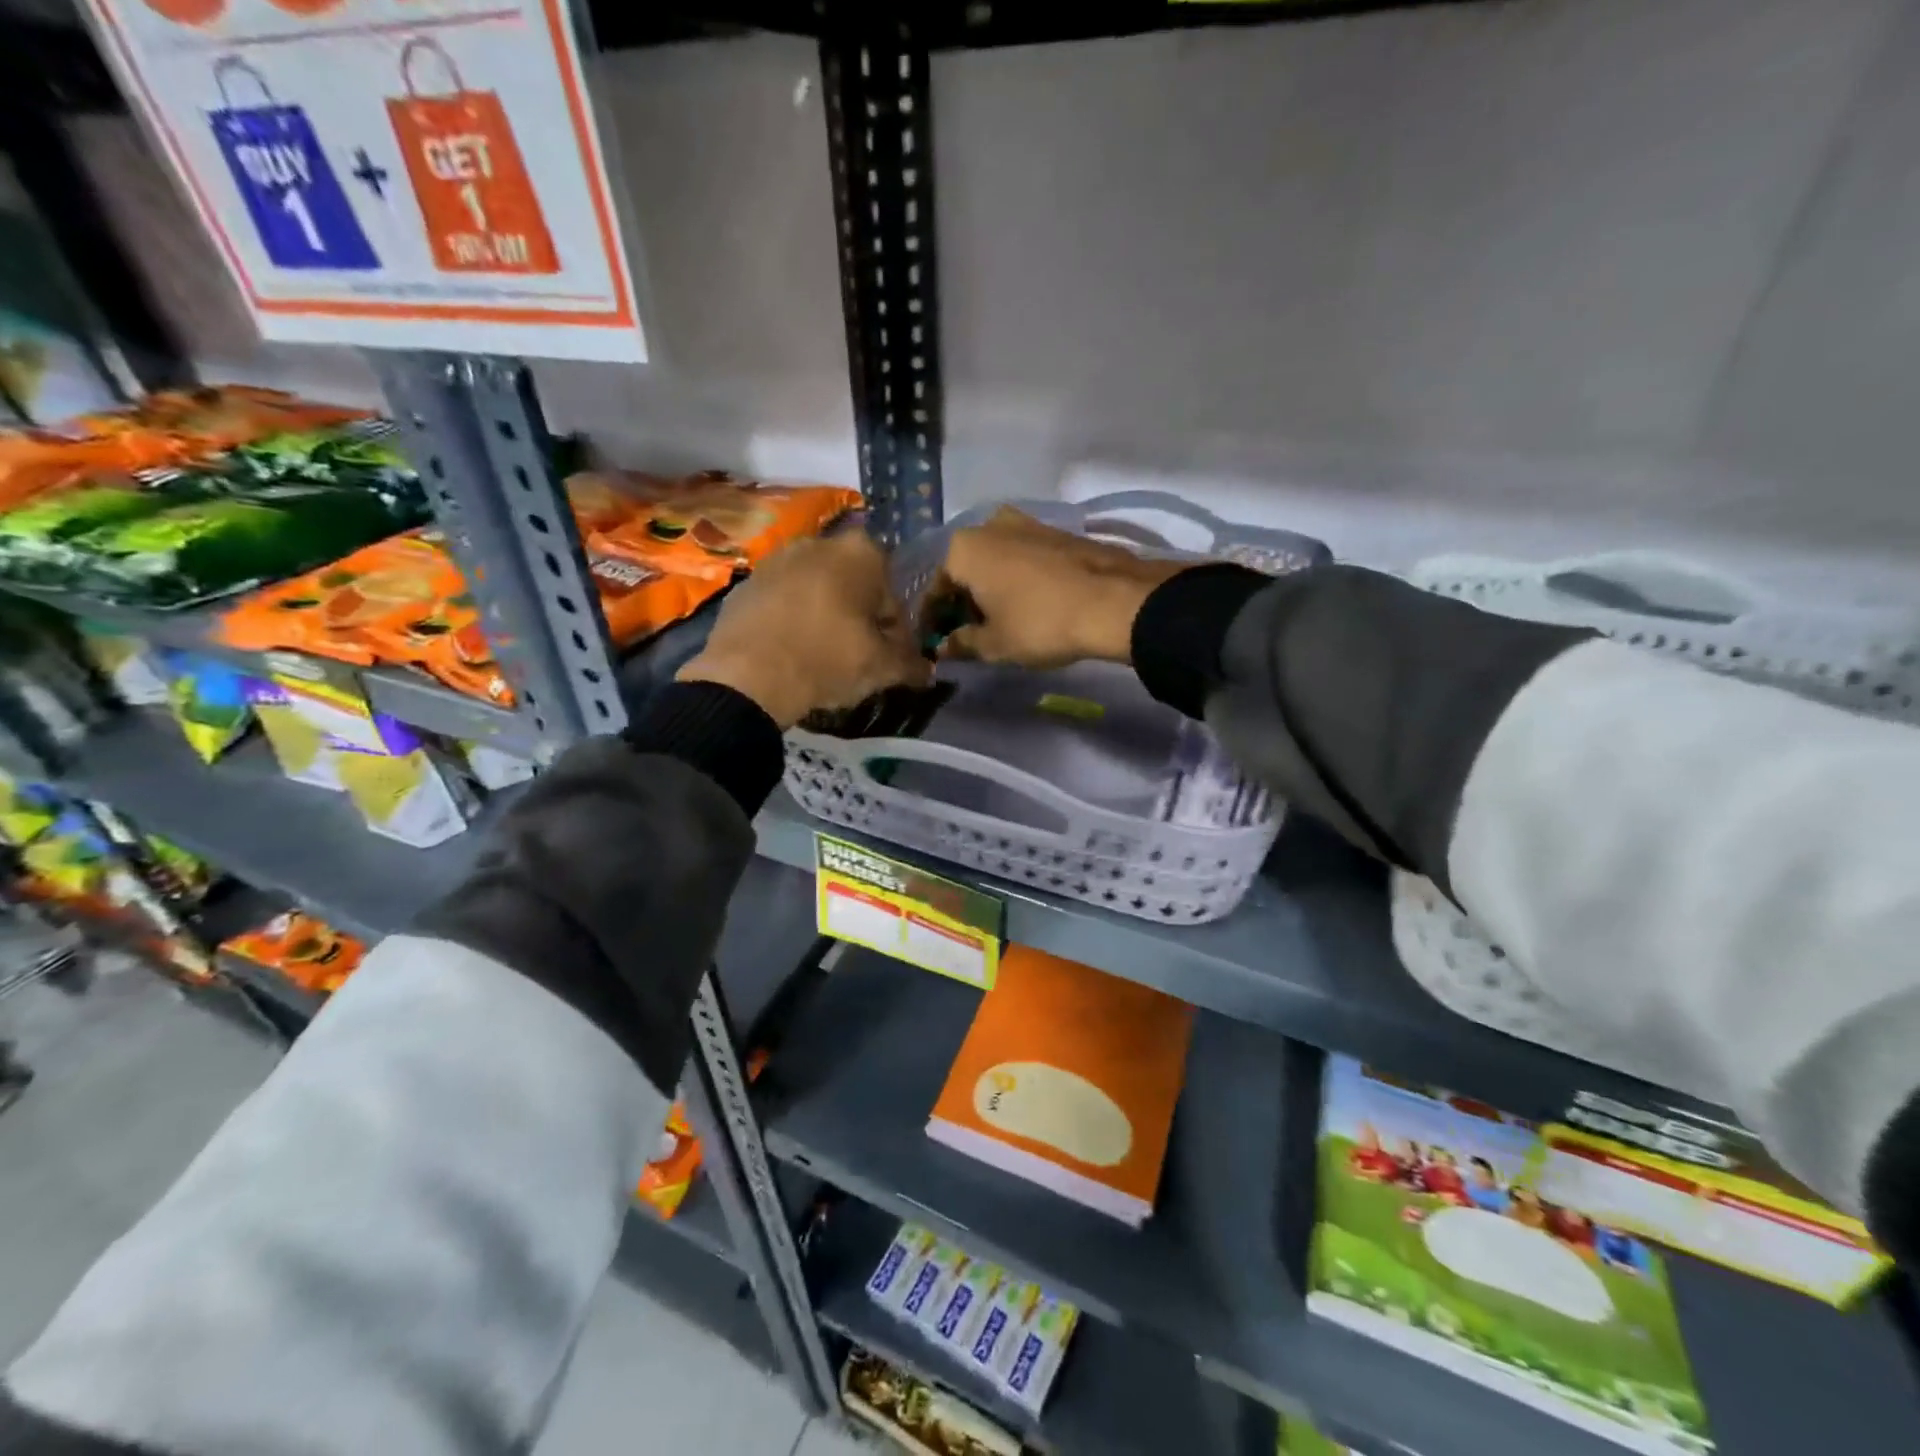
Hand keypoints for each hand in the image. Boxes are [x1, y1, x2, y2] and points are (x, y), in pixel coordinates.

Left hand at [678, 531, 929, 728]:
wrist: (748, 675)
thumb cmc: (828, 659)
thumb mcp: (882, 668)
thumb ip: (911, 665)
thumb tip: (928, 672)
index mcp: (861, 553)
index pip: (892, 591)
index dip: (894, 627)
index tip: (887, 654)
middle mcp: (819, 543)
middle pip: (852, 584)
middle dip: (857, 614)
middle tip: (856, 654)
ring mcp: (776, 559)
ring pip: (815, 589)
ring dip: (823, 614)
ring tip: (820, 655)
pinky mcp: (745, 584)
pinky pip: (781, 601)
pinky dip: (789, 619)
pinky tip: (789, 651)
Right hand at [935, 507, 1186, 667]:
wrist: (1113, 601)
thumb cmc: (1039, 623)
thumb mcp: (994, 644)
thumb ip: (961, 644)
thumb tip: (944, 648)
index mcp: (962, 549)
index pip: (934, 590)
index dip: (932, 622)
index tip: (936, 645)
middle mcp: (989, 525)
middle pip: (965, 571)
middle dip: (962, 602)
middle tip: (968, 636)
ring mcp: (1026, 523)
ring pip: (995, 562)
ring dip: (991, 590)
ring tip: (998, 623)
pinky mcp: (1056, 531)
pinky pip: (1022, 559)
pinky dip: (1016, 580)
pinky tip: (1027, 605)